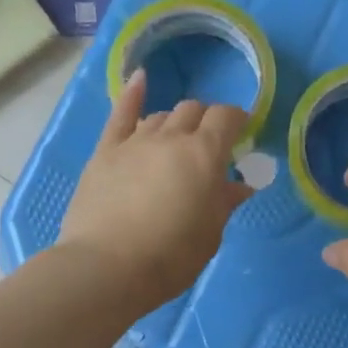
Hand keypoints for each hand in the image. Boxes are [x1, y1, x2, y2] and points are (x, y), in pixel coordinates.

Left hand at [58, 71, 252, 307]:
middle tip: (210, 144)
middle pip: (193, 110)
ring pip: (161, 115)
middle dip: (206, 120)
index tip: (242, 131)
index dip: (237, 119)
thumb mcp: (210, 234)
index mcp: (204, 154)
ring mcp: (134, 142)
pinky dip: (132, 94)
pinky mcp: (105, 152)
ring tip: (177, 142)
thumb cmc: (170, 257)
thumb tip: (239, 186)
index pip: (226, 118)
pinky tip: (140, 79)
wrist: (107, 268)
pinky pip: (120, 114)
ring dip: (175, 123)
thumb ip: (223, 203)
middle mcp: (171, 137)